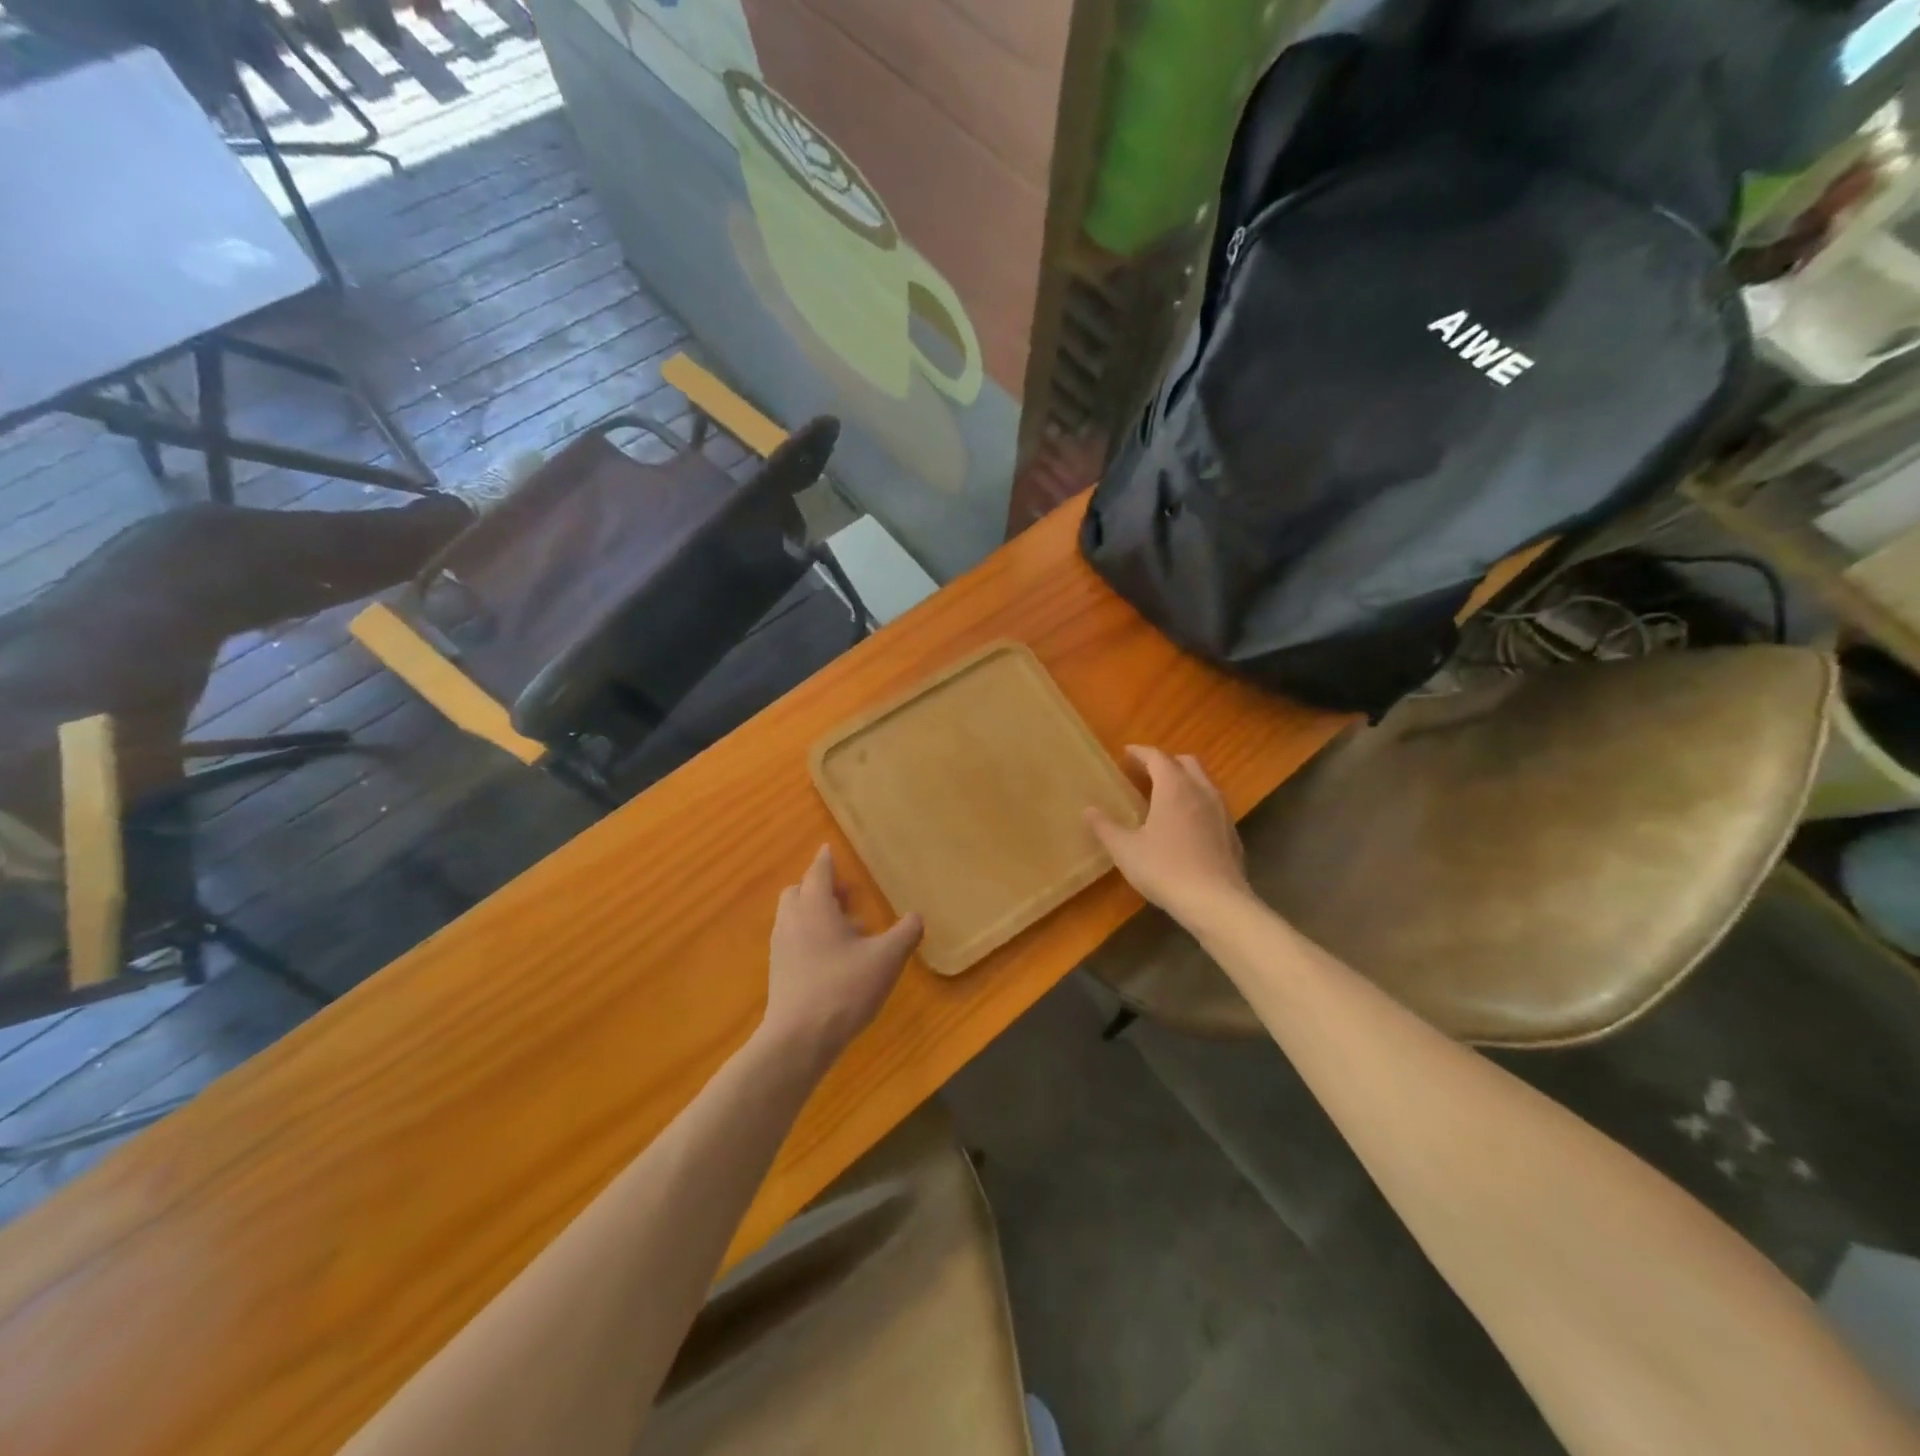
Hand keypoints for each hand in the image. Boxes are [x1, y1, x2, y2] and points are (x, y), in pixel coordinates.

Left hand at [761, 846, 922, 1066]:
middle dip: (820, 887)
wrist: (799, 1039)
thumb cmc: (844, 989)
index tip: (829, 849)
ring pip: (794, 916)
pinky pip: (793, 939)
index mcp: (814, 907)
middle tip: (847, 896)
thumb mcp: (886, 959)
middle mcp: (792, 920)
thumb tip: (916, 916)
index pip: (818, 872)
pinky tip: (834, 959)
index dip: (826, 860)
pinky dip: (809, 935)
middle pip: (799, 891)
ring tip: (847, 931)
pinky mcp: (778, 971)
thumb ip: (905, 933)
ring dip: (816, 913)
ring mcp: (781, 947)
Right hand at [1086, 746, 1250, 925]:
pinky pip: (1213, 805)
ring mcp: (1221, 811)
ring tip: (1165, 796)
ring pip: (1203, 782)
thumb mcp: (1125, 850)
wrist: (1215, 901)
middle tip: (1145, 772)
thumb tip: (1088, 810)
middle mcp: (1201, 791)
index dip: (1140, 752)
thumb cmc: (1164, 869)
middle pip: (1186, 762)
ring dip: (1184, 780)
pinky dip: (1197, 802)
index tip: (1126, 753)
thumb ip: (1105, 827)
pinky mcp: (1232, 833)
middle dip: (1165, 762)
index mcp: (1173, 787)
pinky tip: (1186, 825)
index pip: (1157, 757)